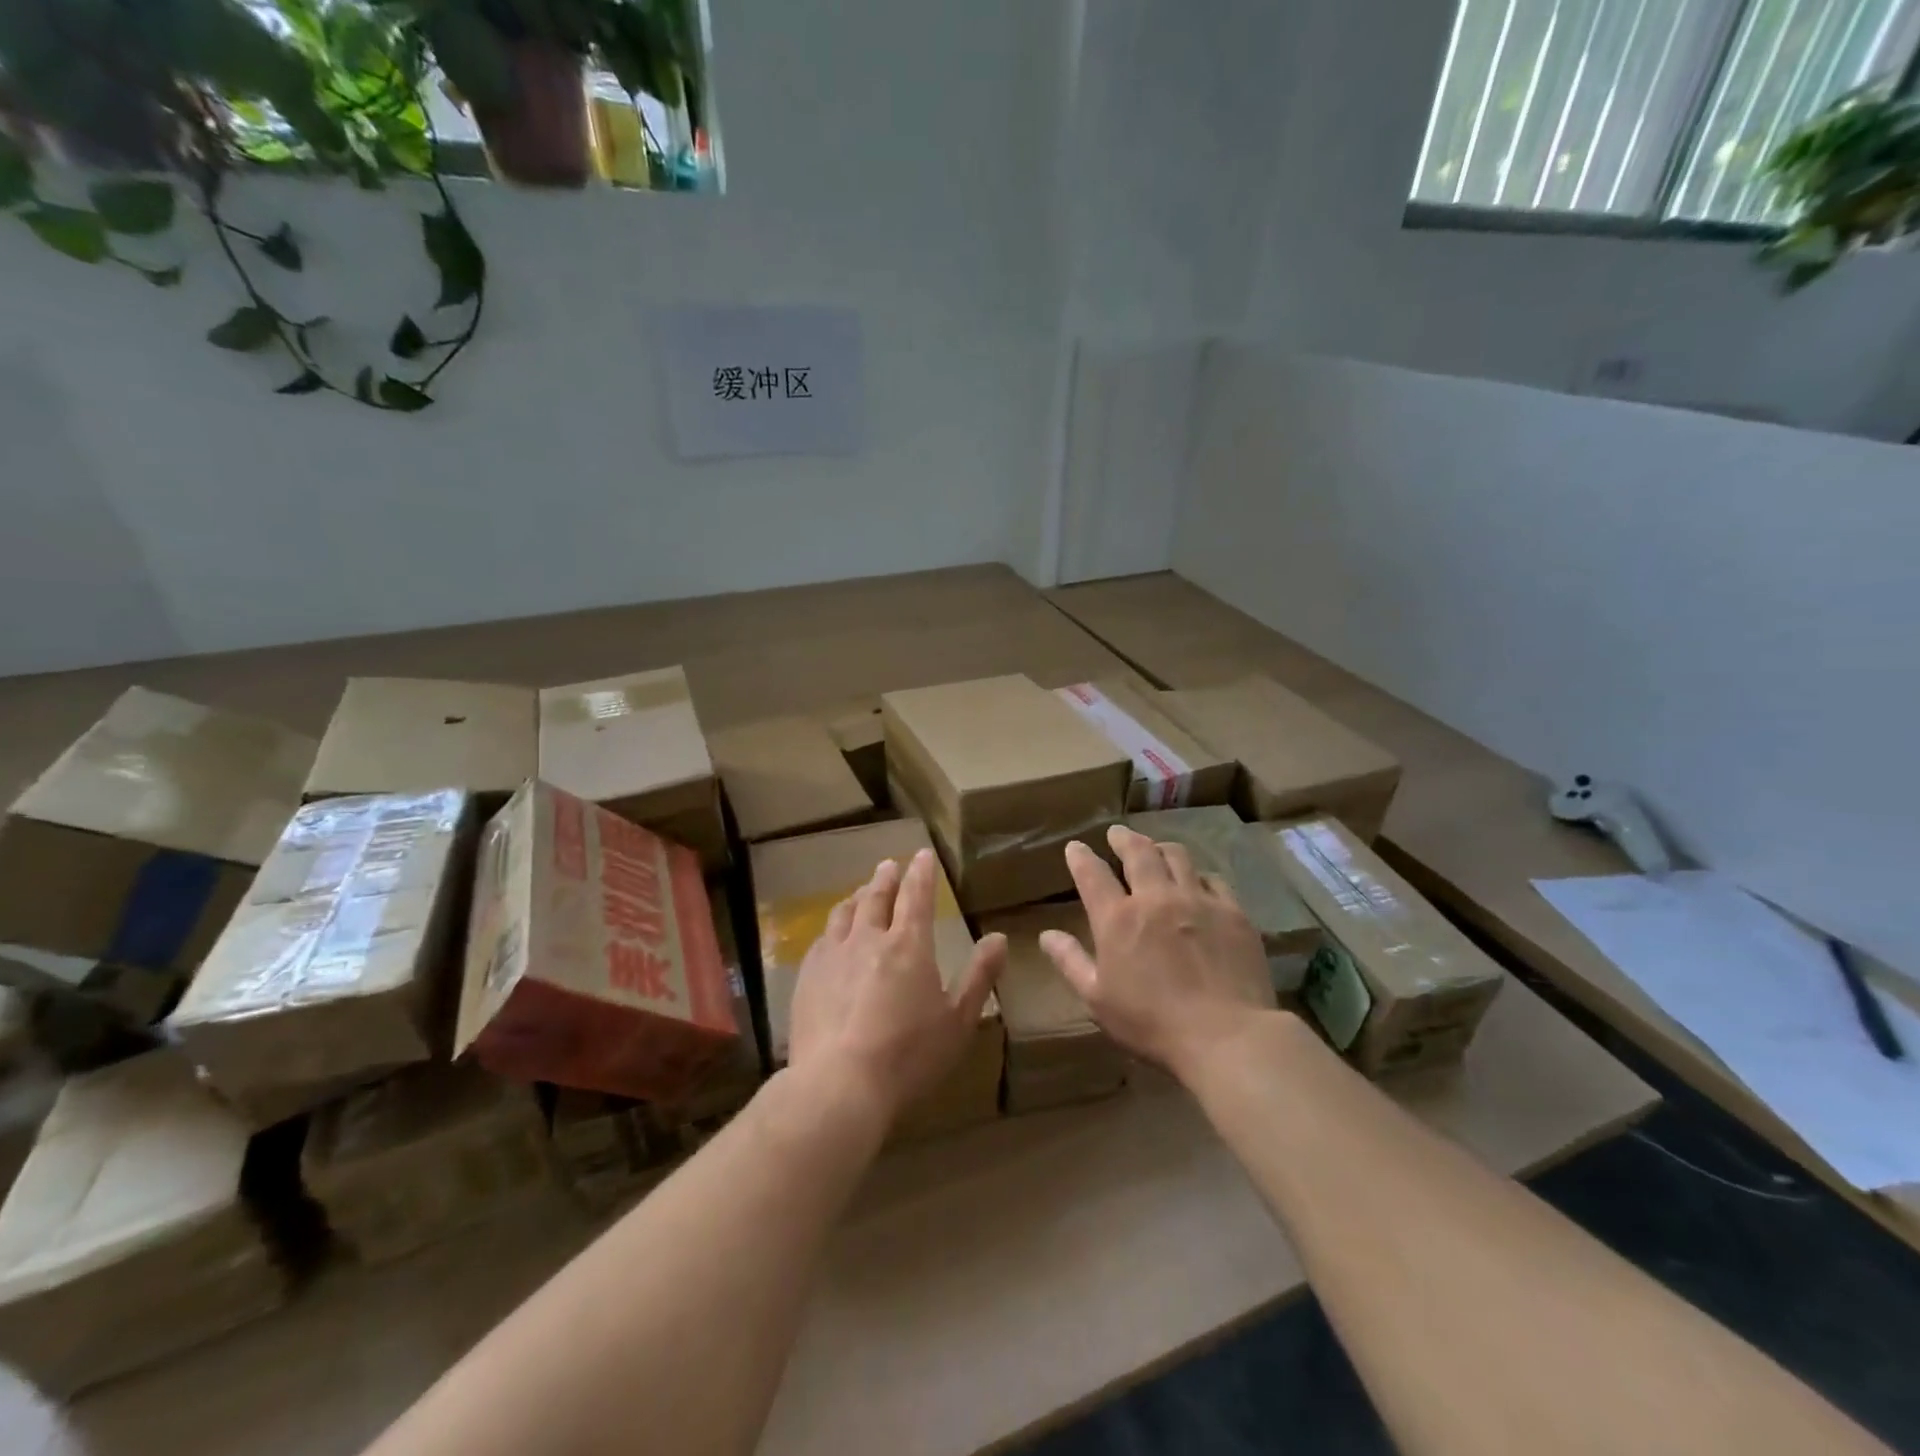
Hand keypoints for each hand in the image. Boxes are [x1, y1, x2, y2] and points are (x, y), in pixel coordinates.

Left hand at [787, 849, 1006, 1127]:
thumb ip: (979, 976)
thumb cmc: (908, 1055)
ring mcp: (833, 955)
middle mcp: (869, 939)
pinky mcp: (807, 976)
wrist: (838, 1085)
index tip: (923, 854)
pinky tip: (832, 935)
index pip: (916, 895)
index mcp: (908, 945)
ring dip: (857, 898)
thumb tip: (999, 938)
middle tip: (889, 865)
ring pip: (845, 913)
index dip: (921, 872)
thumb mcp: (958, 1020)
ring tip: (861, 892)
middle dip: (886, 878)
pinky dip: (833, 927)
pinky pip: (822, 939)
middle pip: (876, 897)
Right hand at [1041, 825, 1276, 1080]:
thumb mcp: (1098, 999)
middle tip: (1117, 833)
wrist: (1226, 1035)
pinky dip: (1198, 874)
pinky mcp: (1232, 911)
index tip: (1075, 847)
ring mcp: (1197, 900)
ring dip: (1160, 848)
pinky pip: (1213, 879)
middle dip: (1123, 838)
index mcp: (1117, 918)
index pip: (1092, 874)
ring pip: (1177, 856)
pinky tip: (1198, 882)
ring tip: (1156, 849)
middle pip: (1138, 852)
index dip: (1080, 856)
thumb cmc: (1152, 1023)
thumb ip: (1070, 962)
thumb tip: (1046, 935)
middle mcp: (1155, 898)